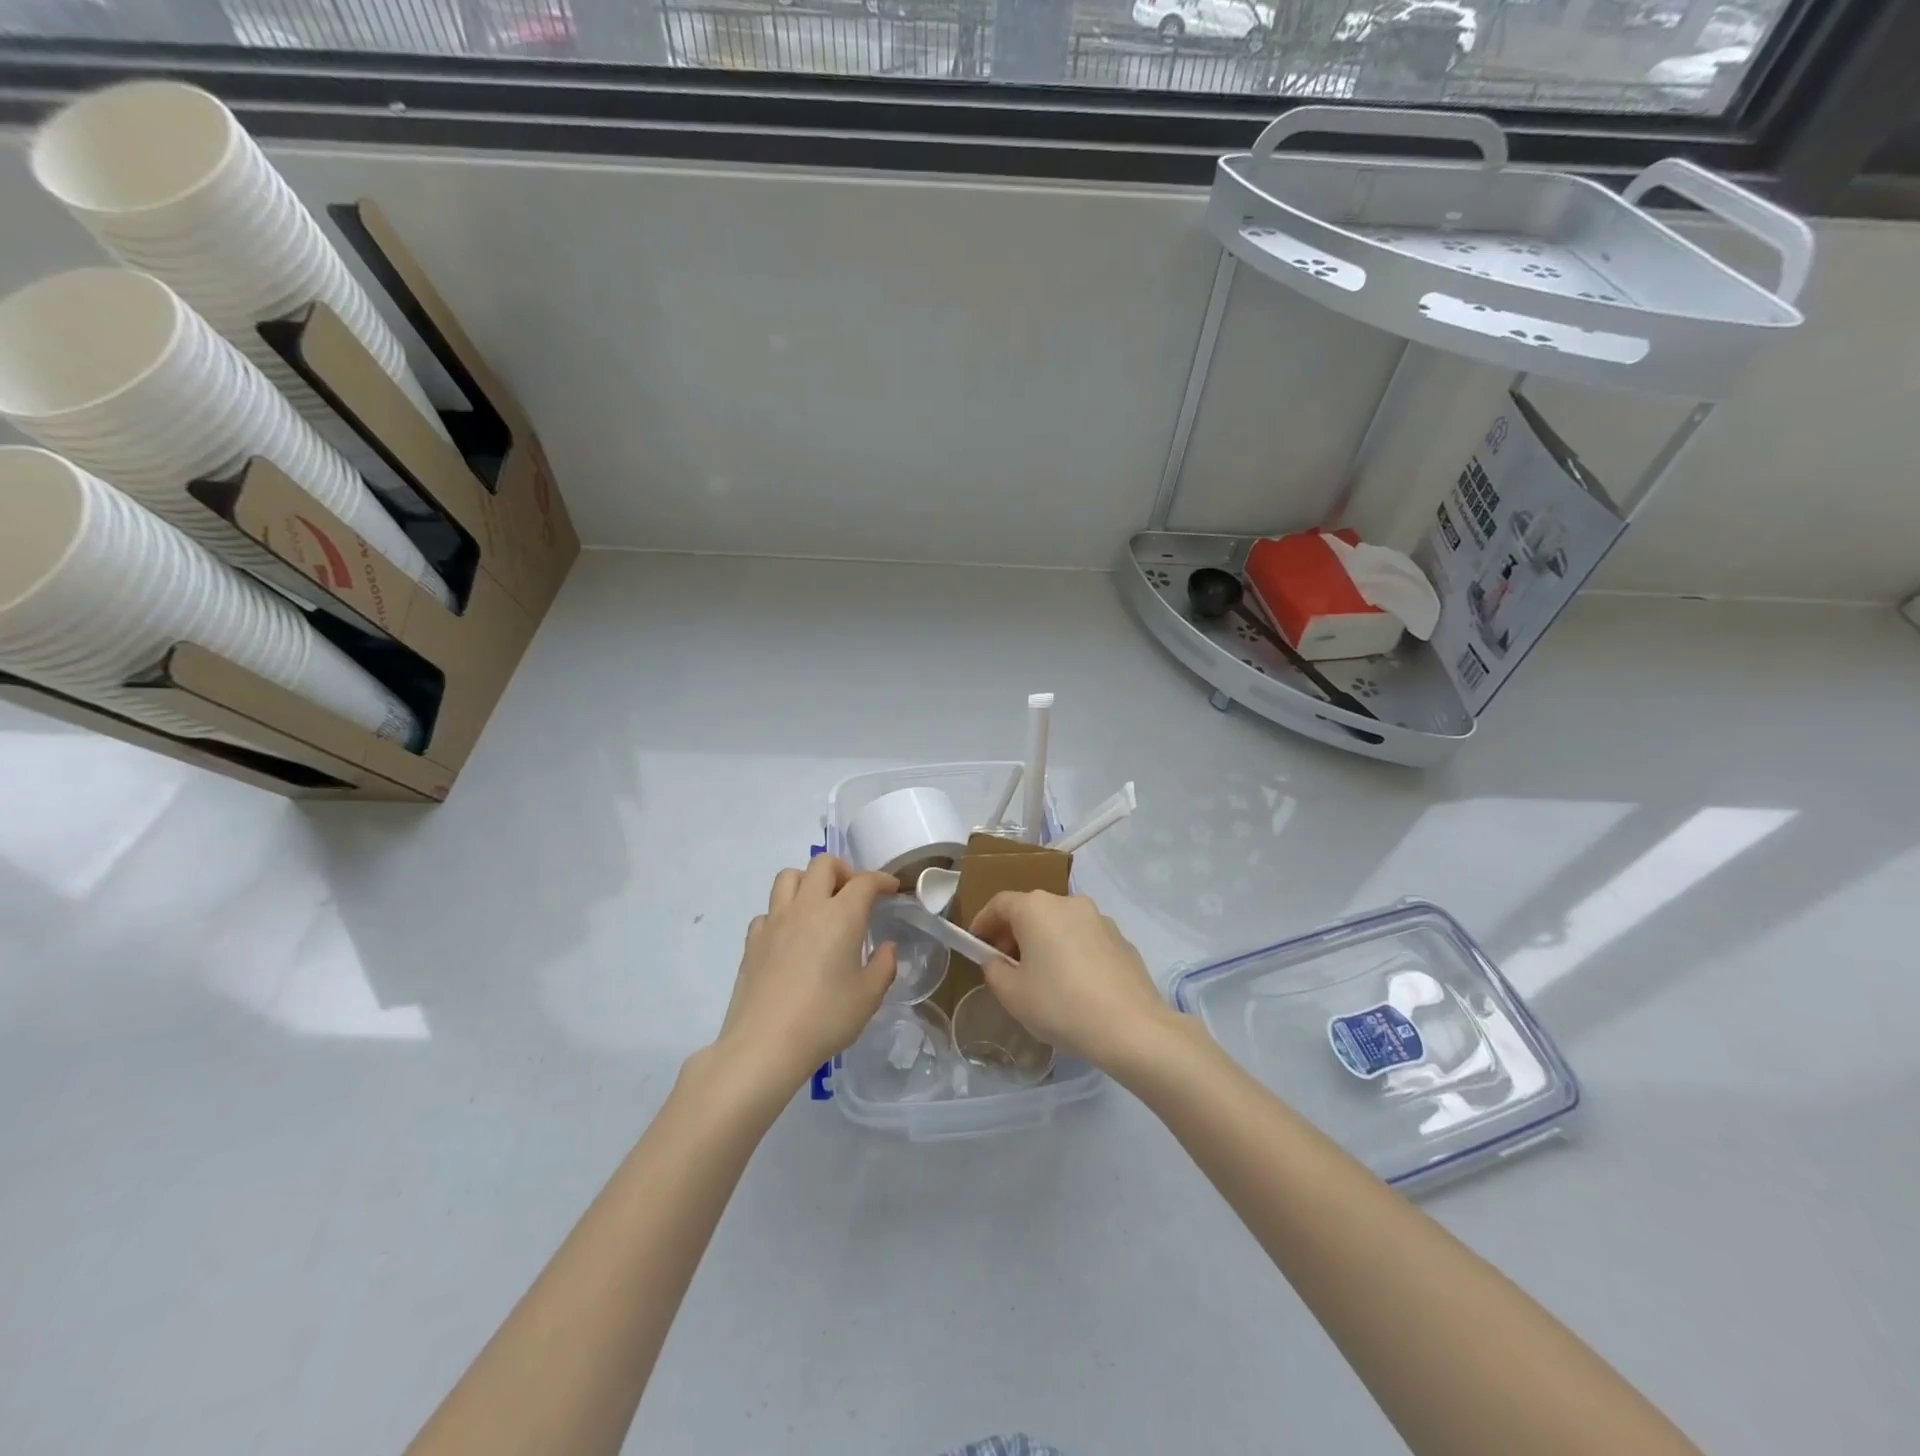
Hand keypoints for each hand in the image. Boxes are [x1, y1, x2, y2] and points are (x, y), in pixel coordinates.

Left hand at [713, 856, 898, 1091]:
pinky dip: (782, 913)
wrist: (765, 1044)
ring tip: (819, 905)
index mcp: (841, 915)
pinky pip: (768, 910)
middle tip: (853, 894)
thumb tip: (885, 948)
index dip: (881, 880)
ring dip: (808, 881)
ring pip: (789, 877)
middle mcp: (807, 907)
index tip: (891, 890)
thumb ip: (883, 966)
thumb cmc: (826, 1018)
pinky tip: (790, 937)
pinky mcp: (752, 940)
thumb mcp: (869, 996)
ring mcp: (775, 921)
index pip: (864, 881)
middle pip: (823, 864)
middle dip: (844, 870)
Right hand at [968, 891, 1173, 1071]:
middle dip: (1014, 933)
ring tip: (1041, 977)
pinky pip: (1084, 938)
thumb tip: (997, 961)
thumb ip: (994, 971)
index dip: (983, 921)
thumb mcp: (1012, 994)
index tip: (976, 943)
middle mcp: (1068, 902)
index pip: (1000, 903)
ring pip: (1060, 923)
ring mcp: (1099, 918)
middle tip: (1006, 965)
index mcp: (1036, 908)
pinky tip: (1074, 984)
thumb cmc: (1061, 1005)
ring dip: (1044, 941)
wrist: (1132, 1027)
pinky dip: (1071, 951)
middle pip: (1031, 910)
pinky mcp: (1121, 938)